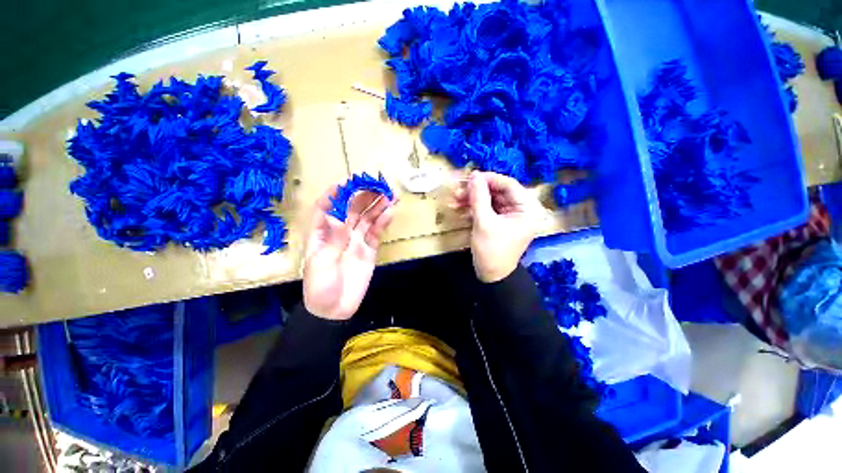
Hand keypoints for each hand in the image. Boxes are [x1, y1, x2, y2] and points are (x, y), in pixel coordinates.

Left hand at [302, 186, 394, 319]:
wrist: (335, 309)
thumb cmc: (320, 287)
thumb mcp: (321, 263)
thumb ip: (333, 240)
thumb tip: (341, 217)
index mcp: (322, 233)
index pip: (326, 207)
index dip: (335, 193)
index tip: (347, 182)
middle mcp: (340, 232)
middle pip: (351, 209)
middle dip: (363, 196)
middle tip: (378, 186)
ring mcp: (356, 240)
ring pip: (367, 218)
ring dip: (377, 206)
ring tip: (389, 195)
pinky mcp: (369, 249)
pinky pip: (376, 232)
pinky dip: (383, 222)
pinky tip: (389, 212)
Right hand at [459, 171, 540, 282]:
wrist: (491, 276)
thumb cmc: (491, 250)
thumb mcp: (483, 222)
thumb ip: (479, 197)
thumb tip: (474, 175)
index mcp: (527, 209)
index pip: (509, 185)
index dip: (489, 179)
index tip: (470, 176)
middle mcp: (522, 209)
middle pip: (498, 192)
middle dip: (477, 191)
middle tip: (458, 189)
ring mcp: (510, 216)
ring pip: (491, 199)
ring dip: (473, 199)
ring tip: (455, 200)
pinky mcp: (500, 221)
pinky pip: (488, 209)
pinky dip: (474, 207)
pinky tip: (460, 208)